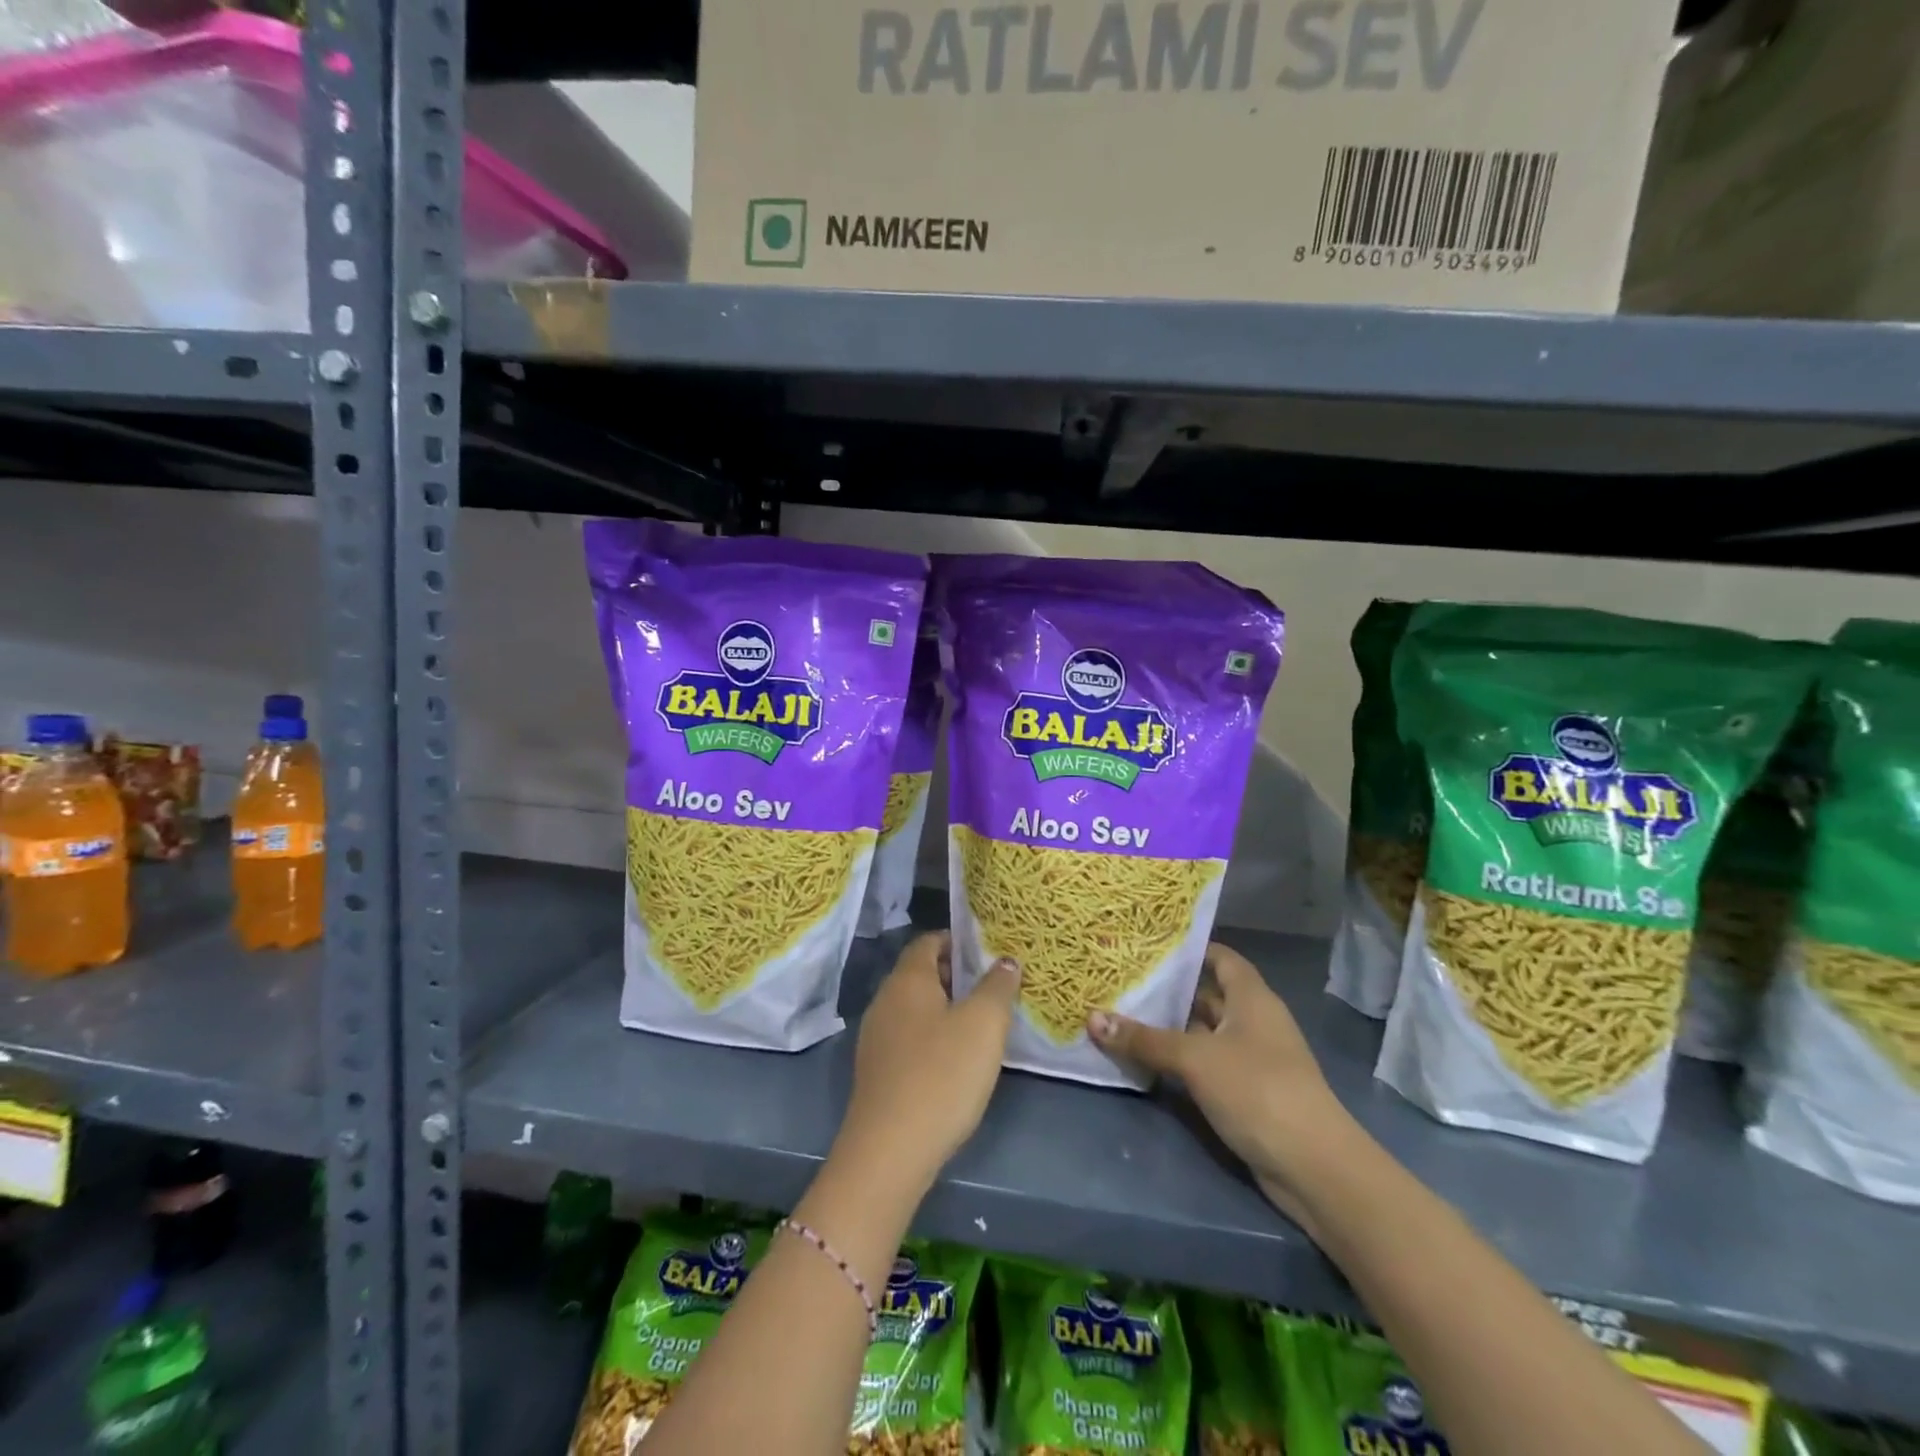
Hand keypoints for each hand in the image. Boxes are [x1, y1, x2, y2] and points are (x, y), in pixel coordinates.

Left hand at [837, 932, 1020, 1193]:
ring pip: (914, 1007)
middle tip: (993, 986)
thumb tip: (1005, 961)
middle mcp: (885, 1000)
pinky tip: (955, 1060)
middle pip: (920, 973)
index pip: (928, 941)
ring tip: (981, 1023)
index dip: (957, 940)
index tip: (988, 951)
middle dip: (955, 974)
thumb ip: (997, 987)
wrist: (889, 1151)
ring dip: (945, 1008)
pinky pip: (908, 1037)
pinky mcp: (877, 1071)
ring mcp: (876, 1037)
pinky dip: (932, 1036)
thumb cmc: (941, 1074)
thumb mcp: (983, 1025)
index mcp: (907, 980)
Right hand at [1088, 943, 1357, 1235]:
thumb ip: (1145, 1039)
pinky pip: (1207, 1065)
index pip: (1221, 958)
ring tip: (1123, 1014)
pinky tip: (1147, 1061)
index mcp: (1252, 998)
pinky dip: (1181, 1061)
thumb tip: (1093, 1018)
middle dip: (1170, 990)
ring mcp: (1252, 1059)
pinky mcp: (1247, 1093)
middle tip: (1123, 979)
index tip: (1150, 944)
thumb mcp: (1195, 1059)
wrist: (1314, 1168)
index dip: (1191, 949)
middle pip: (1208, 995)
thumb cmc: (1258, 1089)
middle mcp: (1254, 1022)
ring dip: (1171, 1029)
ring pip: (1204, 1033)